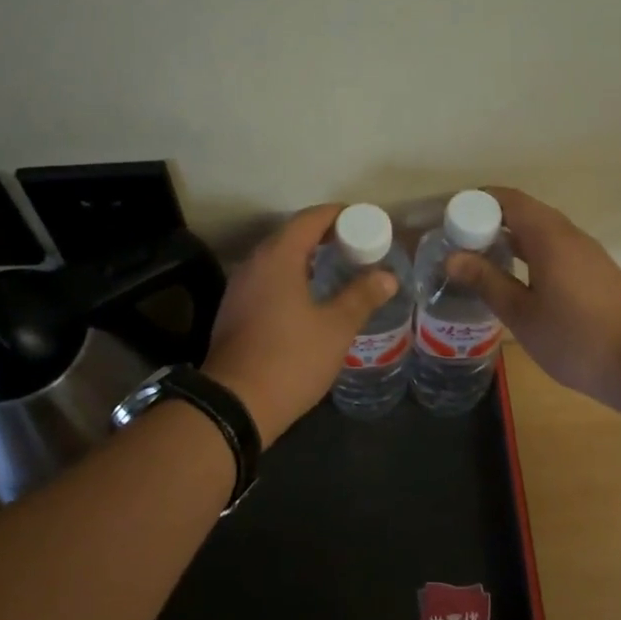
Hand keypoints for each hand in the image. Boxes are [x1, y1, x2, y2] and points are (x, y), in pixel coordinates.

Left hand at [202, 205, 399, 442]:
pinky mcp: (234, 311)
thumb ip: (361, 296)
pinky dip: (290, 278)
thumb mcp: (335, 328)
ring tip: (337, 270)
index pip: (310, 218)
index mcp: (278, 257)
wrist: (235, 404)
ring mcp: (239, 288)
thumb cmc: (290, 359)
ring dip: (306, 258)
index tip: (365, 221)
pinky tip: (309, 298)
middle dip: (325, 235)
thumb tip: (387, 276)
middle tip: (357, 246)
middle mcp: (254, 264)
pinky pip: (267, 280)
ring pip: (277, 259)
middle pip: (291, 235)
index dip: (340, 215)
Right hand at [445, 187, 620, 402]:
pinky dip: (529, 251)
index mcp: (550, 237)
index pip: (509, 200)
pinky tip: (515, 277)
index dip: (476, 201)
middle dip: (489, 219)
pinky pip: (555, 247)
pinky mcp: (595, 271)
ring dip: (510, 236)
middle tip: (457, 241)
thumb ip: (487, 281)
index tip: (449, 219)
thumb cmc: (574, 339)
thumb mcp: (521, 313)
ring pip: (542, 230)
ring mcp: (587, 252)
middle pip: (525, 211)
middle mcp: (570, 235)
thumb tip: (452, 257)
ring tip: (479, 258)